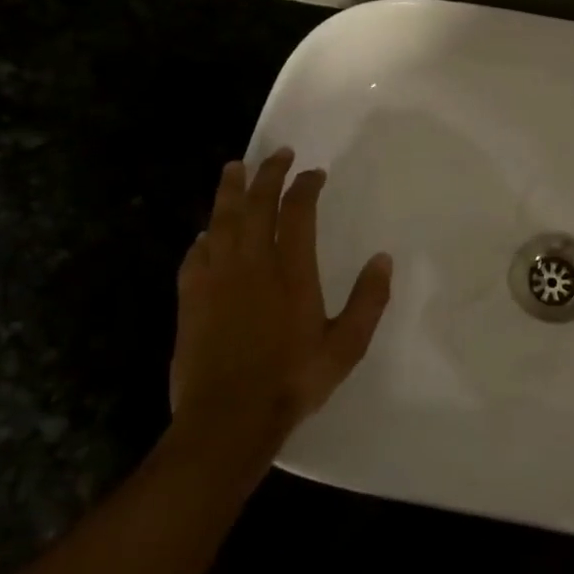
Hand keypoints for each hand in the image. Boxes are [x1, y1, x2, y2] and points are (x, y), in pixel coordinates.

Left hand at [171, 148, 391, 453]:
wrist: (227, 420)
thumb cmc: (292, 381)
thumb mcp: (346, 346)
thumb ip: (368, 300)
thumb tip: (383, 259)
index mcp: (292, 271)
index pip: (298, 211)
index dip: (305, 186)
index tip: (314, 173)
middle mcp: (252, 264)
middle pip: (256, 204)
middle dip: (268, 174)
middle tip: (277, 154)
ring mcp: (216, 280)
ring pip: (221, 221)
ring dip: (230, 191)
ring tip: (234, 168)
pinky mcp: (190, 299)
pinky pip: (195, 256)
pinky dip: (204, 237)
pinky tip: (205, 233)